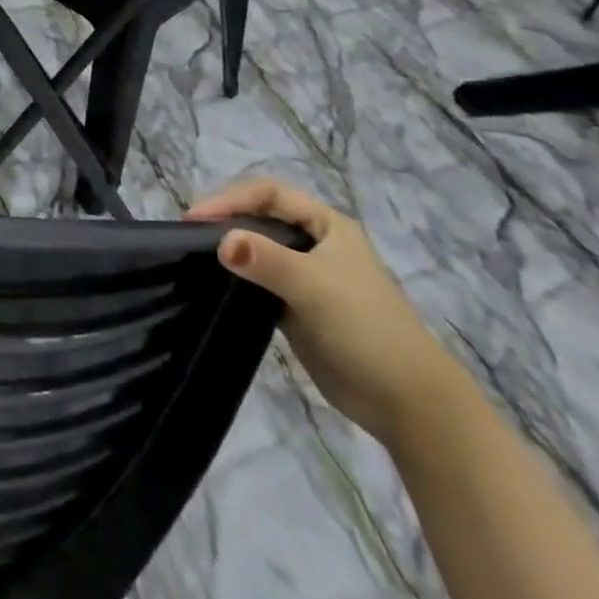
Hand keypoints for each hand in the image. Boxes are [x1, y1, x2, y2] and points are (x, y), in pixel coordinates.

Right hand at [185, 177, 464, 447]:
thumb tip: (220, 242)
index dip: (230, 199)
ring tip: (193, 253)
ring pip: (257, 249)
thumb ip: (266, 260)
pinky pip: (258, 281)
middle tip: (189, 232)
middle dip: (225, 219)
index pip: (268, 194)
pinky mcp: (296, 306)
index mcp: (327, 225)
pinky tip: (213, 281)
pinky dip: (236, 277)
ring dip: (228, 248)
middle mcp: (314, 243)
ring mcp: (305, 276)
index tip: (195, 217)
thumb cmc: (367, 328)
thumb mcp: (315, 286)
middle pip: (260, 217)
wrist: (409, 404)